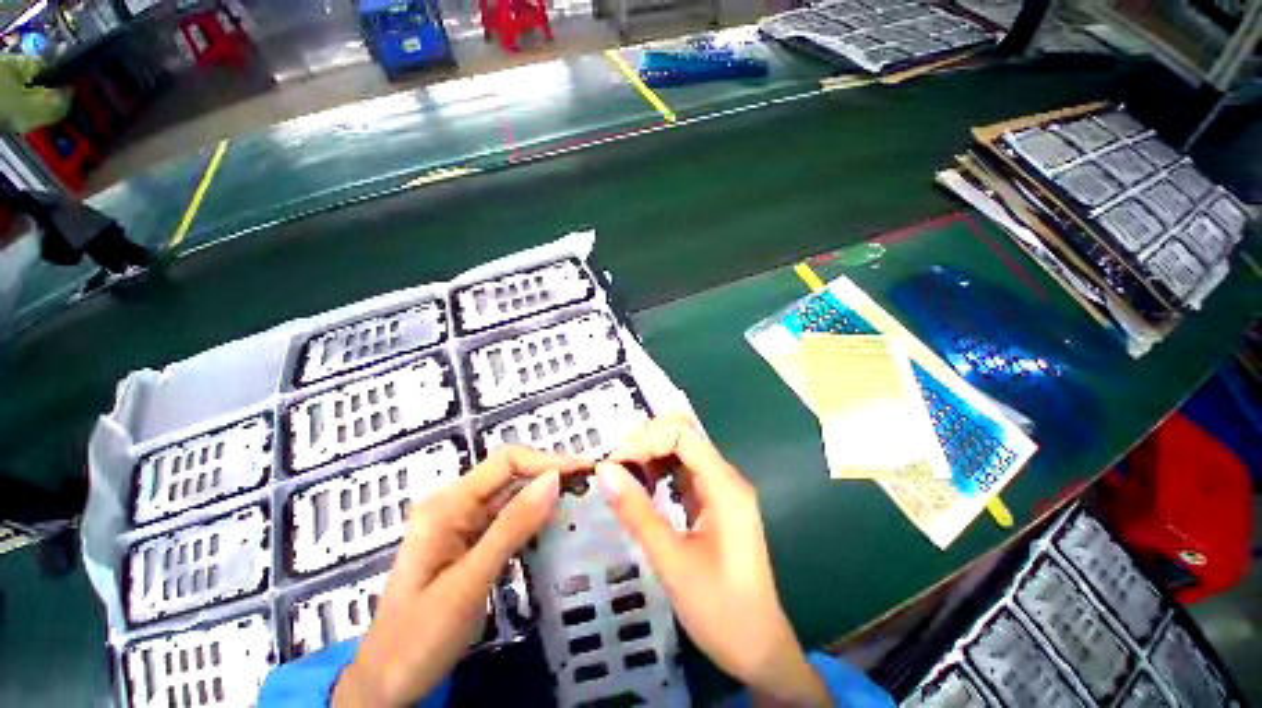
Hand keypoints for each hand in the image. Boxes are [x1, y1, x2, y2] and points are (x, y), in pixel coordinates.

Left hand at [333, 446, 587, 706]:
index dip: (548, 461)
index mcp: (443, 508)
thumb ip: (509, 530)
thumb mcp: (470, 582)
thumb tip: (553, 480)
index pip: (503, 463)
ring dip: (543, 507)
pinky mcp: (461, 558)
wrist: (391, 674)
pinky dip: (528, 533)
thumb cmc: (424, 631)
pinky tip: (555, 540)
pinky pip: (498, 534)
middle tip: (600, 498)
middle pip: (505, 481)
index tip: (594, 474)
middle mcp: (447, 512)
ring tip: (588, 515)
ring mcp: (453, 536)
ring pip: (504, 508)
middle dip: (550, 482)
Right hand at [595, 415, 829, 706]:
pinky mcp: (719, 520)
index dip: (642, 440)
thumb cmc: (717, 606)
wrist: (755, 644)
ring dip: (649, 466)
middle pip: (684, 441)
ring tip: (615, 489)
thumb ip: (638, 513)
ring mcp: (726, 503)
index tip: (608, 469)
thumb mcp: (671, 561)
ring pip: (684, 463)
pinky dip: (661, 485)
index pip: (682, 433)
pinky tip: (639, 503)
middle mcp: (729, 486)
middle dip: (643, 448)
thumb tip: (603, 469)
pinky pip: (688, 487)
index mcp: (726, 488)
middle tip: (607, 478)